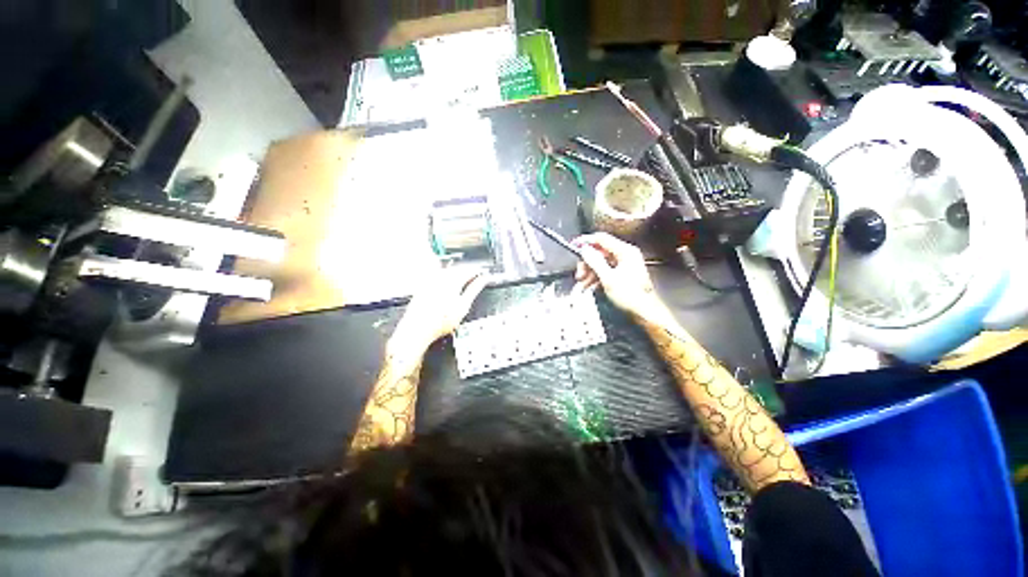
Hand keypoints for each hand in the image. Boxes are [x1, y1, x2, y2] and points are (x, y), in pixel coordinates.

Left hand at [389, 267, 488, 356]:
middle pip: (458, 268)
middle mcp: (440, 276)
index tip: (483, 275)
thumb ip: (474, 290)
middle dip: (467, 271)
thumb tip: (483, 280)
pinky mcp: (423, 285)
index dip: (478, 272)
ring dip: (457, 273)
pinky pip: (437, 275)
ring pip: (447, 270)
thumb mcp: (463, 306)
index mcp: (453, 279)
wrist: (417, 329)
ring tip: (463, 280)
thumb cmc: (440, 321)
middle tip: (475, 277)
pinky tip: (447, 284)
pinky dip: (445, 277)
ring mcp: (430, 280)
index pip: (469, 270)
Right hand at [572, 233, 663, 318]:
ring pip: (601, 263)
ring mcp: (624, 264)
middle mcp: (625, 255)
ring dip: (590, 273)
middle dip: (587, 263)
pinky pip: (605, 271)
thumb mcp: (608, 278)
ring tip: (583, 284)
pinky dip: (596, 278)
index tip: (575, 245)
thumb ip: (595, 261)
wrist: (644, 312)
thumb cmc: (631, 296)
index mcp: (625, 252)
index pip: (602, 239)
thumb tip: (585, 249)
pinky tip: (590, 287)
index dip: (586, 241)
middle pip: (599, 252)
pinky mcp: (622, 274)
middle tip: (579, 274)